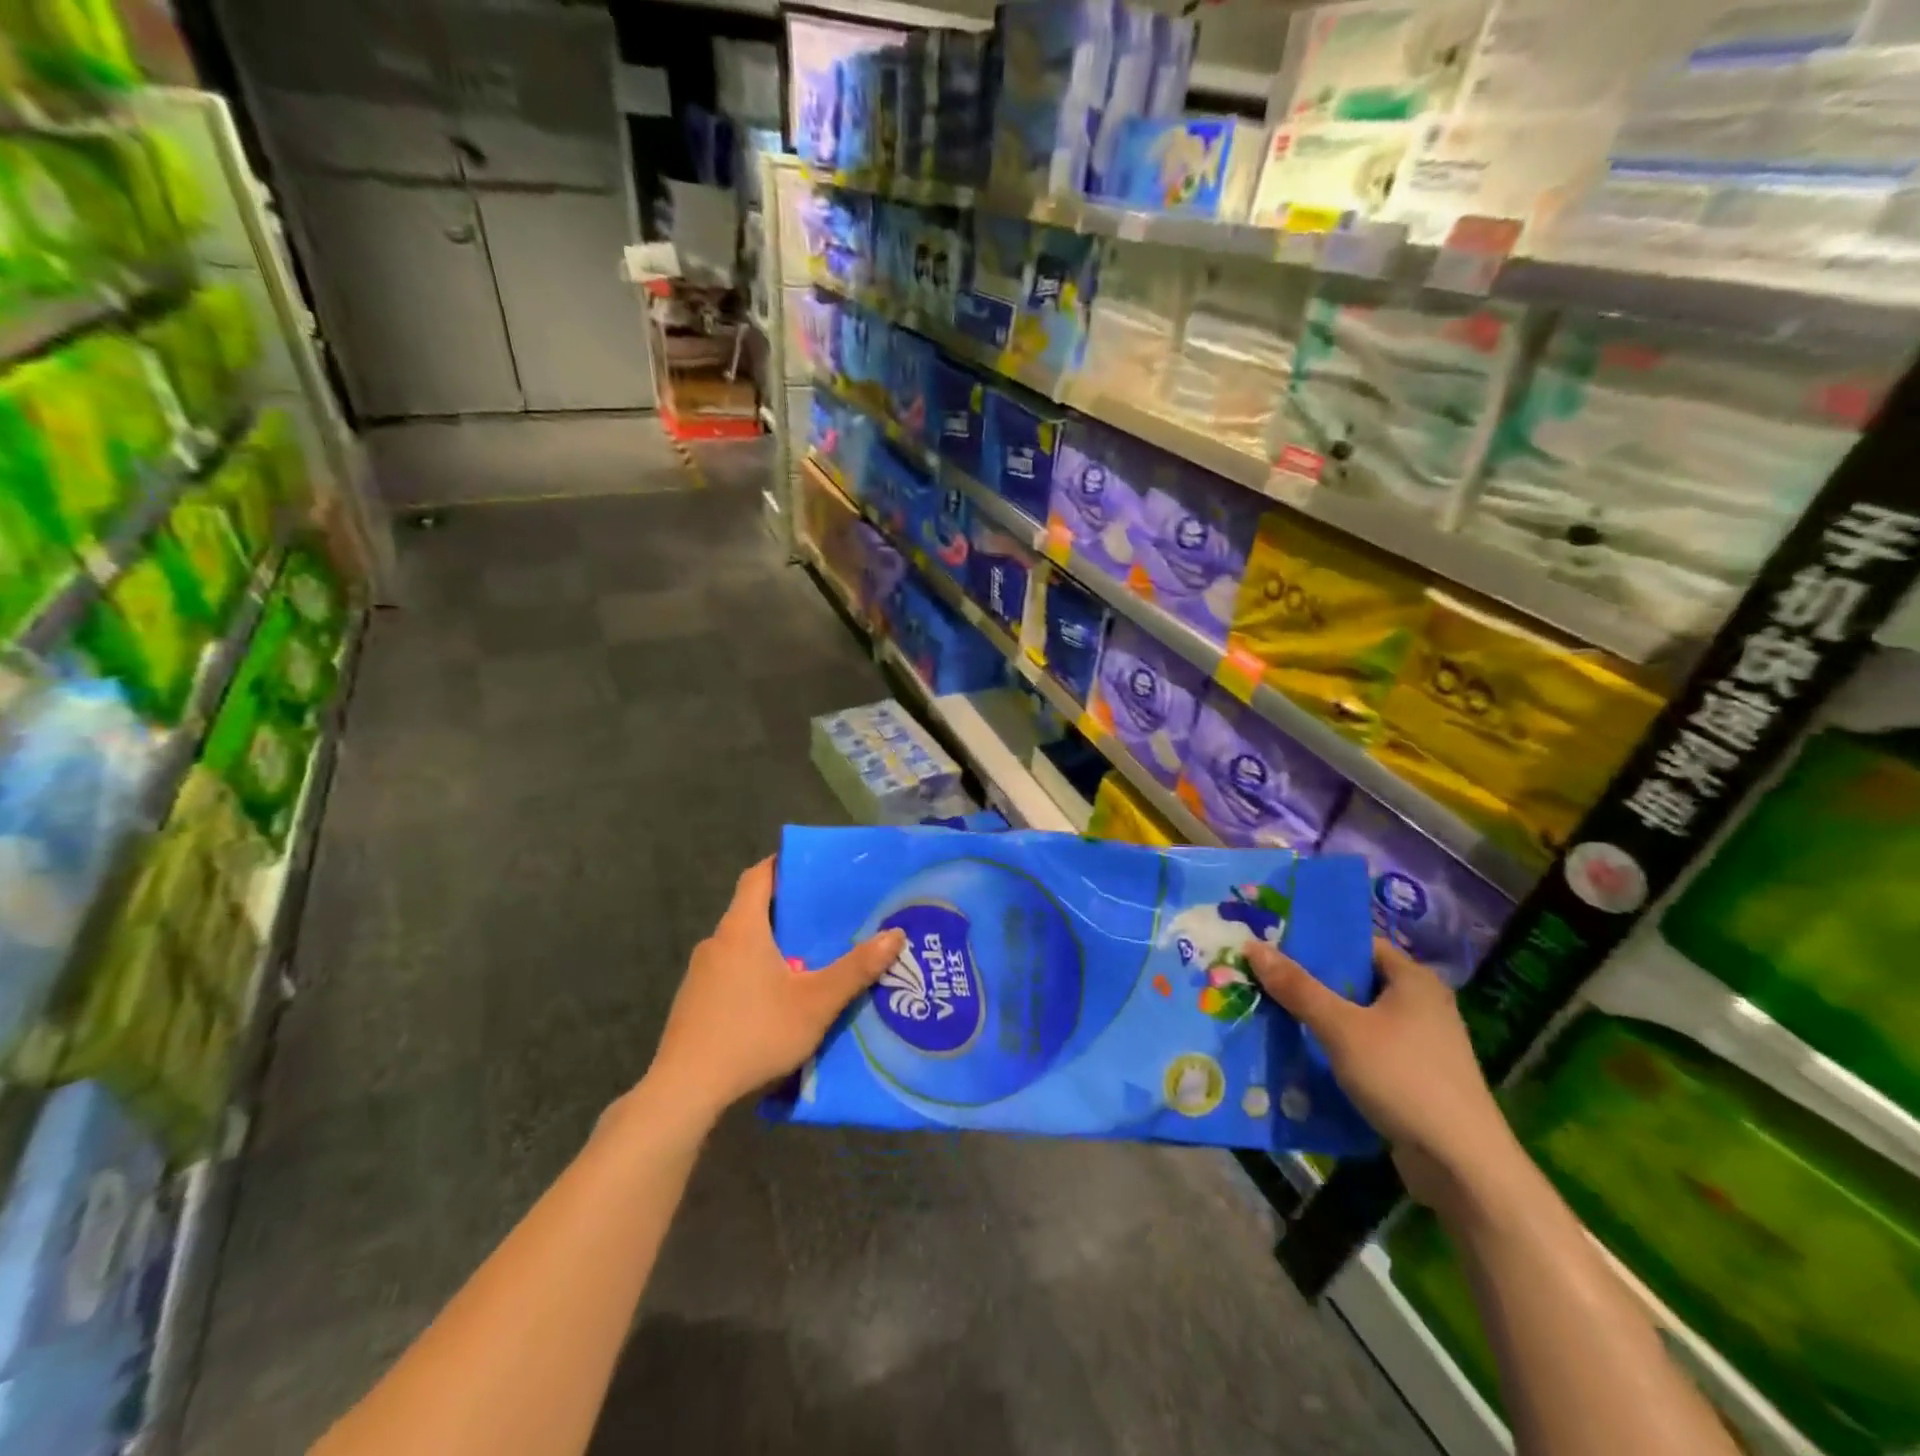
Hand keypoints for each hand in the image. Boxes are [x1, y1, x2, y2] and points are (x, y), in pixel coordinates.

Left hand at [645, 858, 905, 1124]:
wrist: (685, 1090)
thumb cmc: (754, 1033)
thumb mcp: (815, 1002)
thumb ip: (856, 969)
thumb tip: (895, 934)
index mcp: (742, 929)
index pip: (758, 876)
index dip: (782, 864)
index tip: (811, 866)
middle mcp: (717, 942)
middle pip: (751, 910)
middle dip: (787, 910)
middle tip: (825, 917)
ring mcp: (700, 974)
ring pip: (741, 945)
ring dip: (771, 945)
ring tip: (808, 959)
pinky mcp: (693, 1002)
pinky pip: (729, 972)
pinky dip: (753, 972)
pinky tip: (775, 1000)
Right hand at [1243, 937, 1522, 1215]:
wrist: (1462, 1166)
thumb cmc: (1403, 1078)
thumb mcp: (1341, 1028)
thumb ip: (1297, 987)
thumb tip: (1253, 946)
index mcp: (1414, 979)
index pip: (1358, 943)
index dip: (1315, 942)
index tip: (1273, 945)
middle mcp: (1422, 1004)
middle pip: (1355, 980)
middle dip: (1309, 982)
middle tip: (1262, 978)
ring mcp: (1421, 1043)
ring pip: (1357, 1017)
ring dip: (1320, 1018)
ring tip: (1272, 1012)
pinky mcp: (1415, 1076)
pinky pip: (1365, 1048)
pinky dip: (1336, 1047)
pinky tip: (1302, 1053)